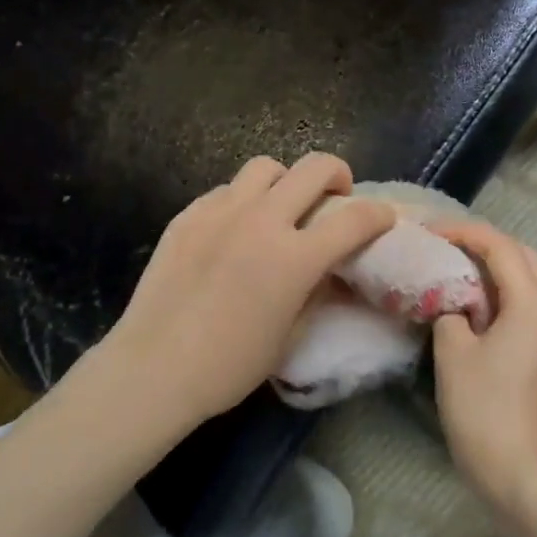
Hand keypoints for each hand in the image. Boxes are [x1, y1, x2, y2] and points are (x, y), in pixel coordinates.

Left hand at [95, 154, 397, 430]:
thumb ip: (316, 292)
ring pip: (265, 166)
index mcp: (295, 258)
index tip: (383, 218)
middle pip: (314, 168)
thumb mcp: (290, 335)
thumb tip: (331, 272)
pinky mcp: (188, 215)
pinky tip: (235, 229)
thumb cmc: (229, 366)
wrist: (153, 369)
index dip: (378, 215)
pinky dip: (243, 201)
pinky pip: (226, 190)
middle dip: (337, 174)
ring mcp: (221, 212)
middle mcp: (262, 221)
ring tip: (281, 206)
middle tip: (336, 195)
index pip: (354, 220)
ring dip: (285, 180)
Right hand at [430, 222, 536, 514]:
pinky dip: (501, 289)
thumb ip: (449, 311)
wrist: (516, 471)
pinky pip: (526, 301)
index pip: (499, 246)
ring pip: (527, 277)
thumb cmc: (482, 409)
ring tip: (456, 267)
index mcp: (530, 303)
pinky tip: (473, 301)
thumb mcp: (452, 352)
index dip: (463, 232)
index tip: (430, 232)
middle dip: (484, 242)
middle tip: (446, 245)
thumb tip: (452, 301)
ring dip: (494, 265)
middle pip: (521, 254)